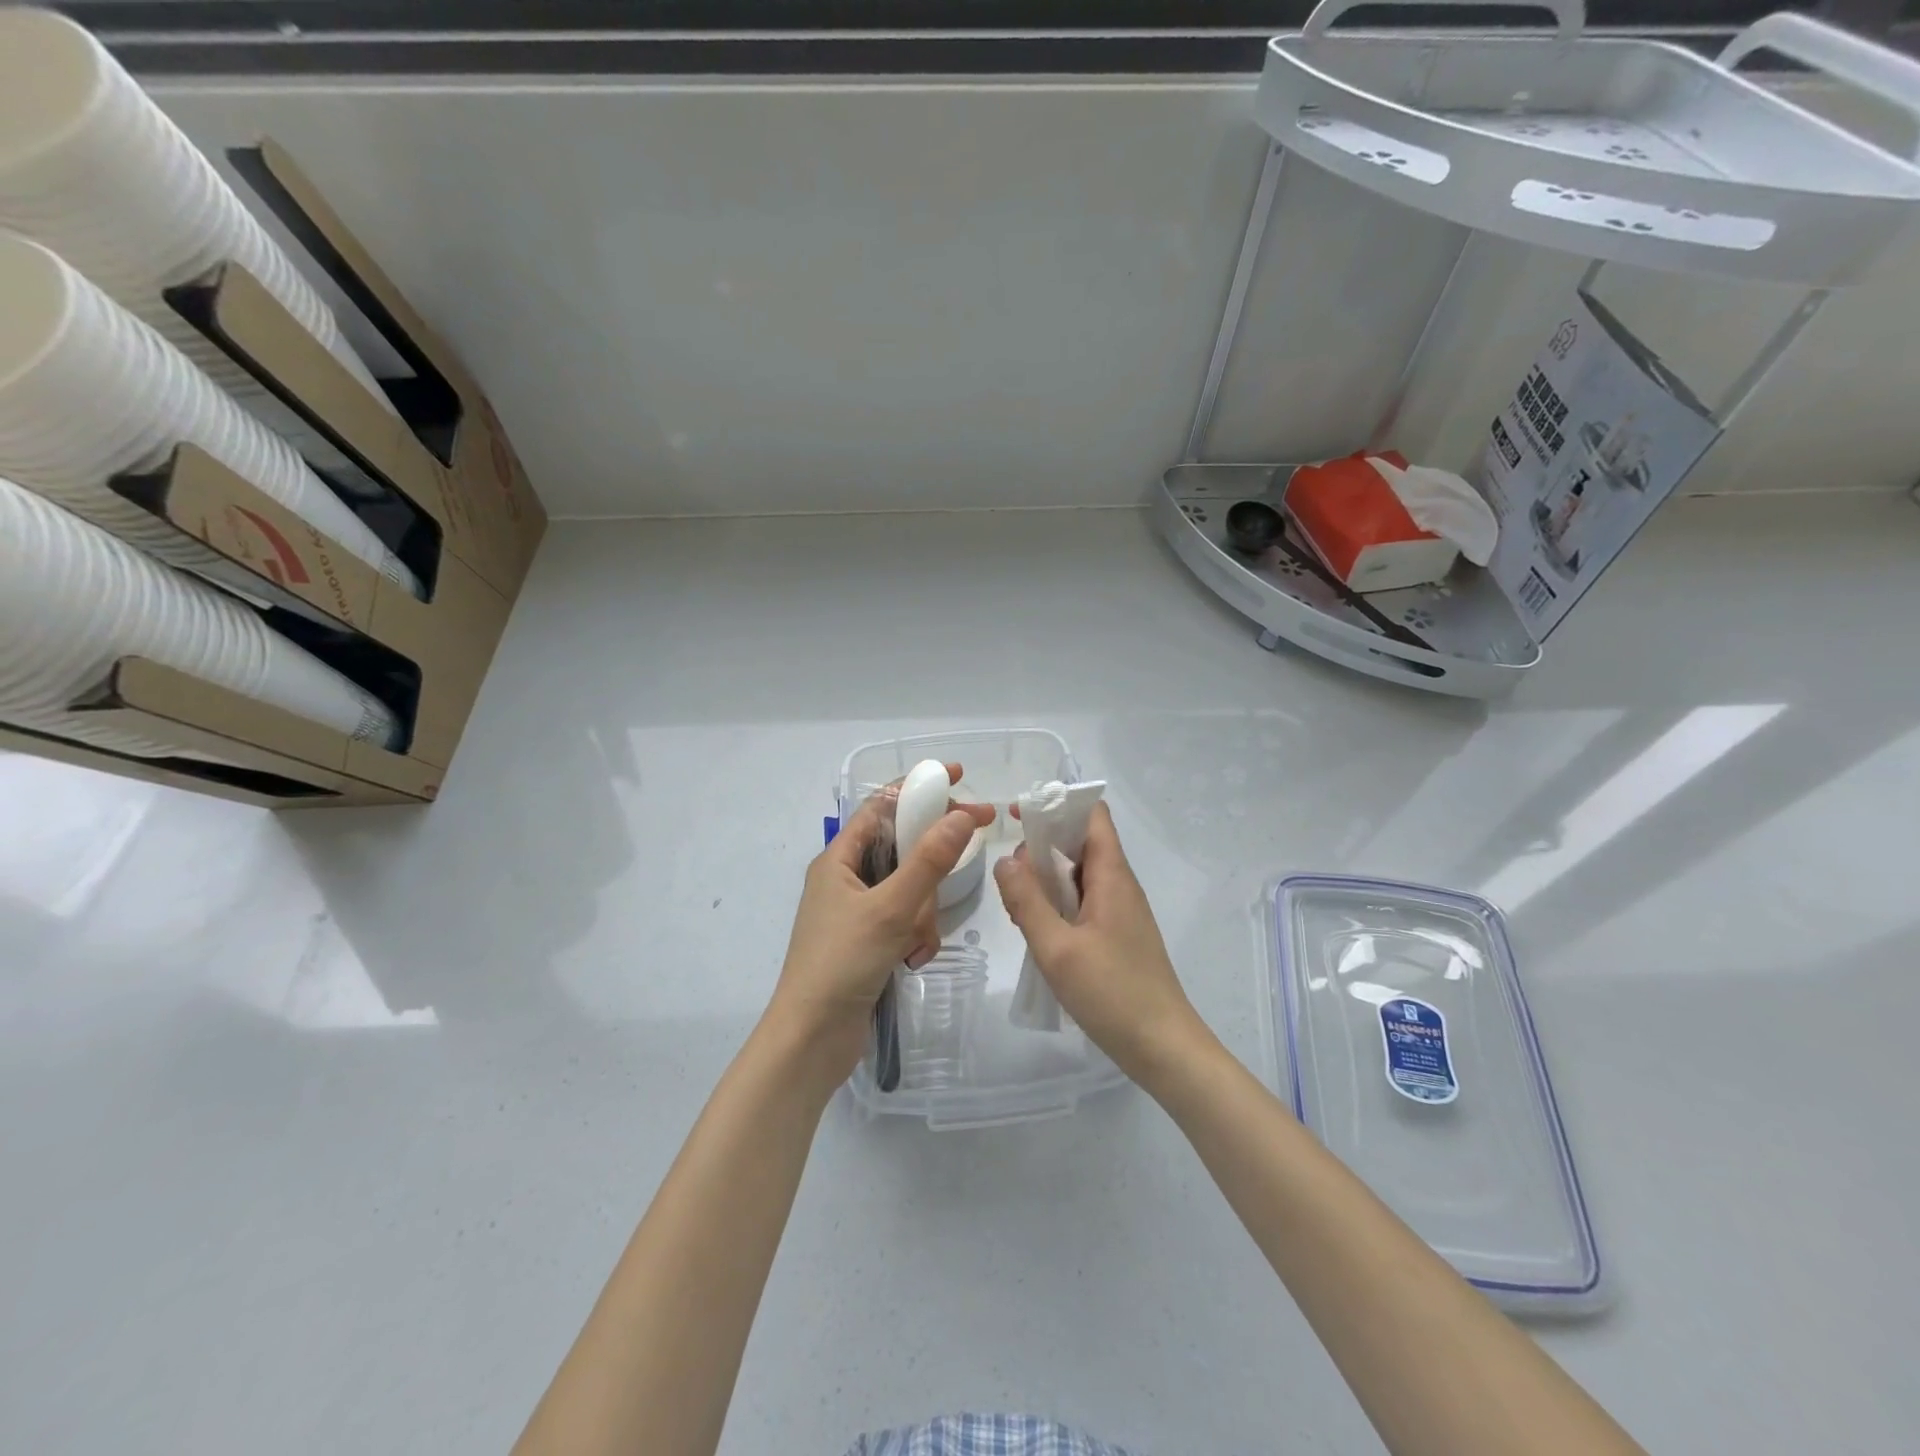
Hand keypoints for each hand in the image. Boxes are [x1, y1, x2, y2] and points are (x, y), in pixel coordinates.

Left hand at [767, 763, 995, 1084]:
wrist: (812, 1040)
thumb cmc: (842, 963)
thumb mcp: (891, 908)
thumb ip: (929, 861)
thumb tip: (961, 815)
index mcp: (838, 859)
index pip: (882, 806)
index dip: (919, 787)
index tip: (960, 777)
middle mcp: (845, 879)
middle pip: (903, 848)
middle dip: (930, 867)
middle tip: (971, 849)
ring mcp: (856, 912)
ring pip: (909, 890)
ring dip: (922, 913)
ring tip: (914, 942)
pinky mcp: (868, 942)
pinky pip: (905, 922)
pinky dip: (915, 936)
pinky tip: (911, 961)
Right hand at [994, 802, 1207, 1086]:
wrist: (1163, 1048)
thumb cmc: (1112, 993)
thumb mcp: (1057, 948)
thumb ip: (1027, 901)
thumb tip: (1005, 860)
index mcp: (1112, 876)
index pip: (1092, 815)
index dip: (1057, 806)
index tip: (1018, 816)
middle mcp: (1119, 885)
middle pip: (1081, 844)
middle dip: (1042, 848)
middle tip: (1010, 877)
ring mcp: (1120, 912)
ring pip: (1079, 876)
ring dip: (1047, 881)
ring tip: (1017, 907)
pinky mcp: (1117, 936)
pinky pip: (1084, 903)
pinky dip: (1058, 905)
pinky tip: (1037, 931)